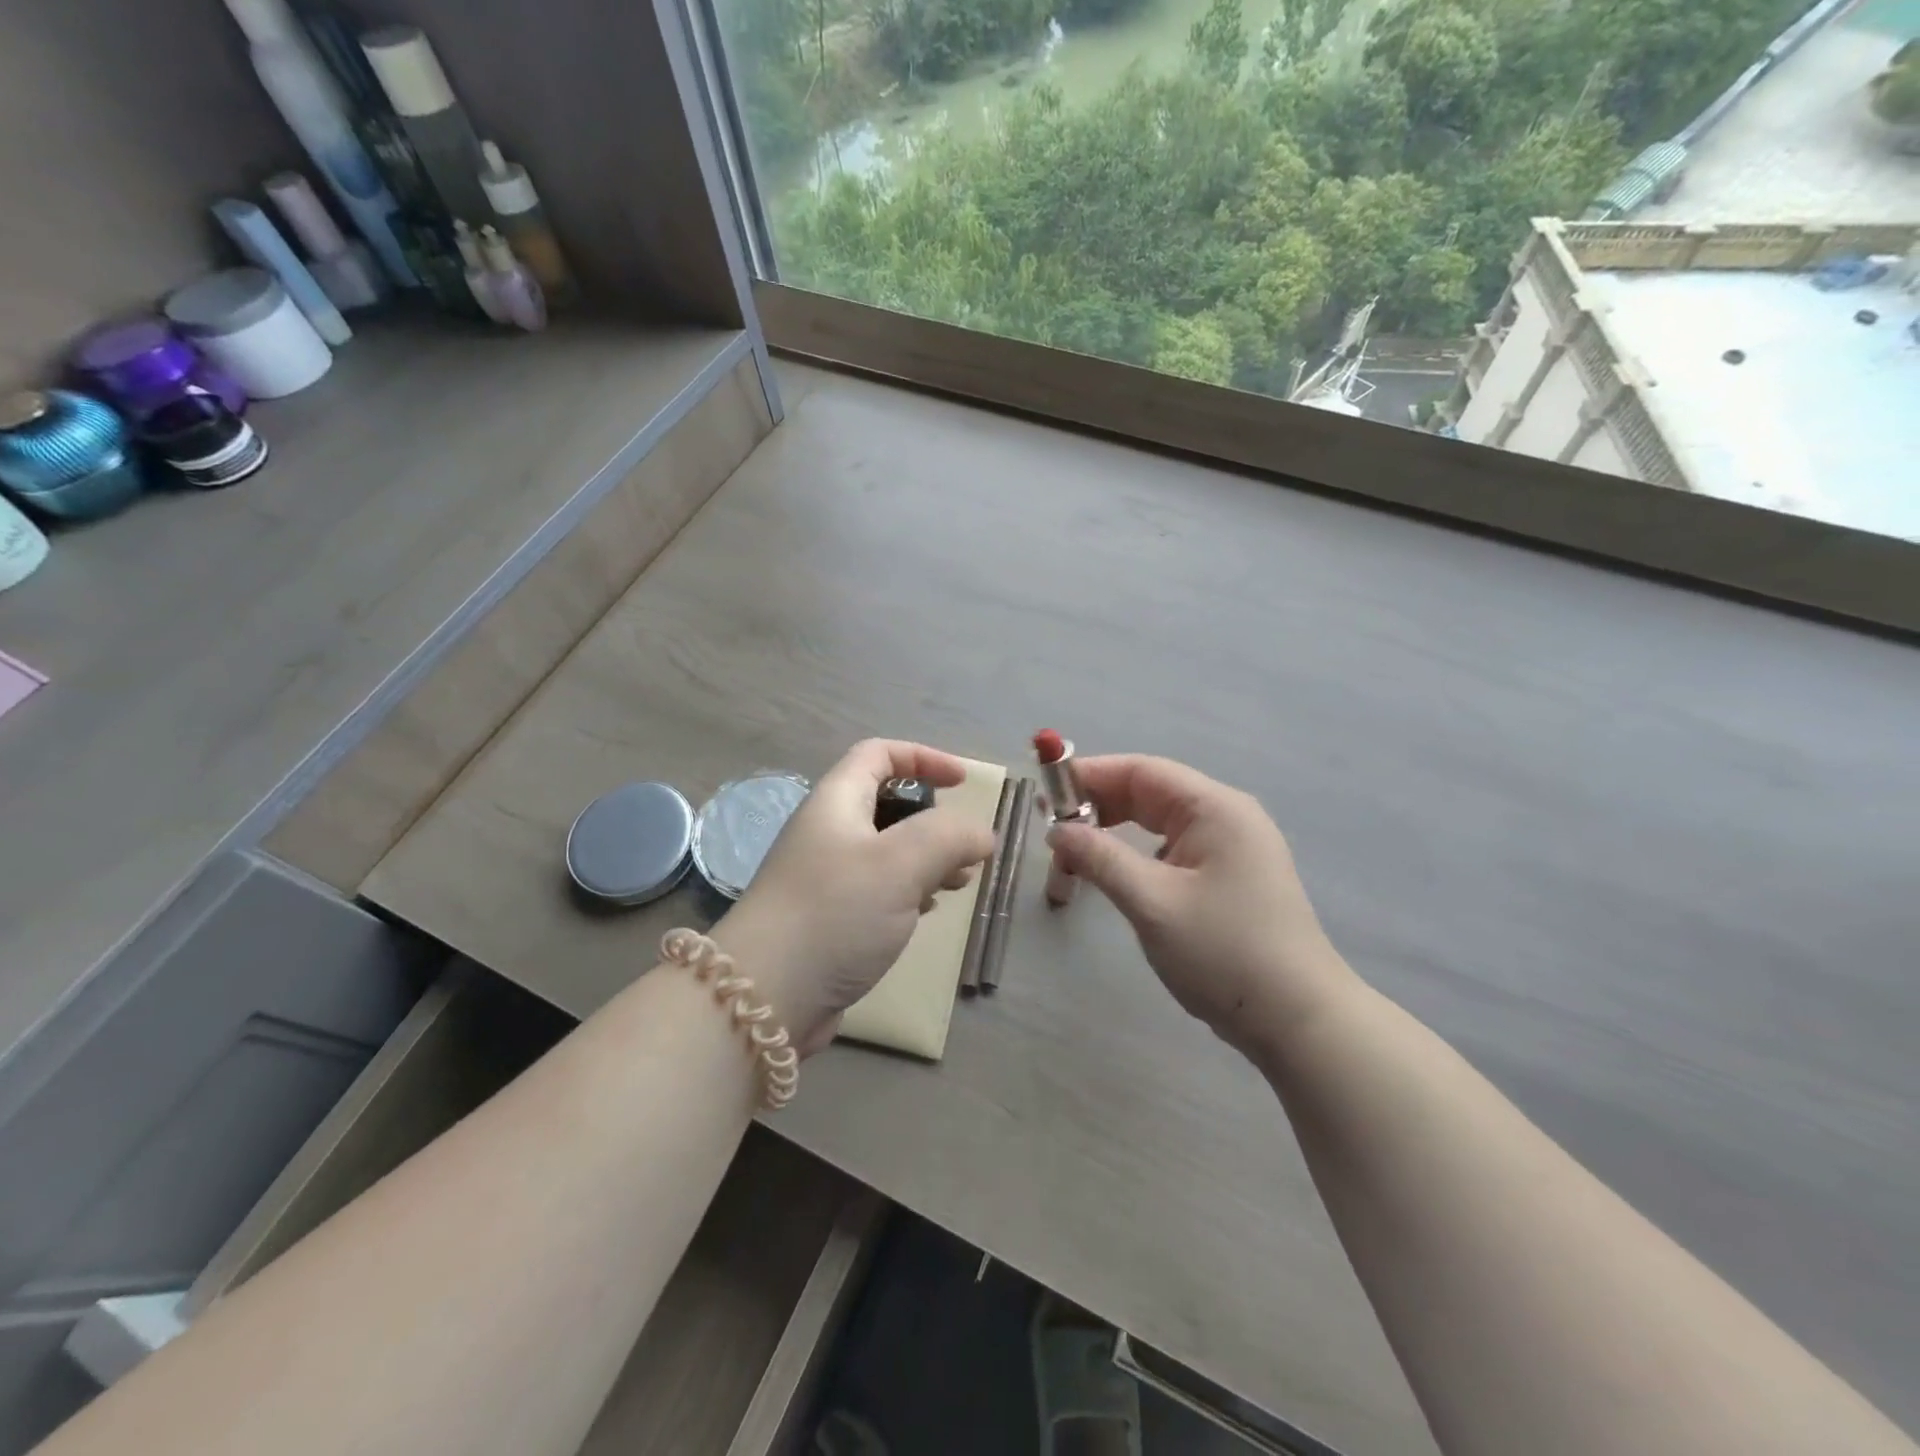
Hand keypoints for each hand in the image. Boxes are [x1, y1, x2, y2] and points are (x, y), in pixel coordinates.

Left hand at [715, 740, 994, 1054]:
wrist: (765, 996)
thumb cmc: (835, 913)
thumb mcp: (900, 863)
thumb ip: (949, 837)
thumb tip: (981, 834)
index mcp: (836, 802)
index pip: (878, 754)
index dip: (924, 757)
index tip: (963, 783)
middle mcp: (828, 832)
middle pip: (888, 804)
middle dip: (934, 820)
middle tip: (965, 850)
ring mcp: (826, 878)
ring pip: (888, 851)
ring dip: (928, 860)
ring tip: (957, 884)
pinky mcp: (831, 919)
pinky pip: (879, 890)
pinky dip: (910, 892)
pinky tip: (925, 913)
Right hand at [1047, 755, 1358, 1061]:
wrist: (1298, 1020)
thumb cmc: (1224, 953)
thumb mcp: (1152, 902)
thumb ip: (1100, 858)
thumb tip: (1057, 831)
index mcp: (1214, 808)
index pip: (1140, 771)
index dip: (1088, 776)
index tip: (1043, 795)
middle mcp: (1226, 815)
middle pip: (1148, 792)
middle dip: (1097, 807)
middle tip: (1051, 833)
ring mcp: (1231, 846)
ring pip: (1157, 822)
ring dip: (1113, 833)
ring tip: (1073, 857)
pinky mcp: (1228, 875)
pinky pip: (1171, 848)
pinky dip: (1135, 854)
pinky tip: (1113, 875)